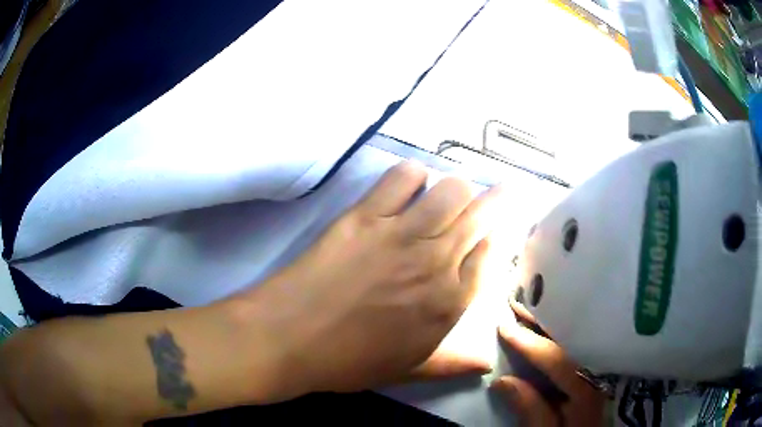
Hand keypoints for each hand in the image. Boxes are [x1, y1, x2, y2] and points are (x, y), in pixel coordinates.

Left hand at [245, 161, 504, 396]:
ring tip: (447, 194)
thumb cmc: (349, 361)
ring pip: (451, 189)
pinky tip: (408, 185)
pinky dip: (412, 175)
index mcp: (450, 303)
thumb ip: (453, 363)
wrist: (289, 339)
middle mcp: (436, 262)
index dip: (495, 236)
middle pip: (481, 214)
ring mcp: (401, 234)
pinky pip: (403, 177)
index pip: (491, 254)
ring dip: (456, 188)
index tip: (490, 231)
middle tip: (496, 192)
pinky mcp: (365, 216)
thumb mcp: (409, 369)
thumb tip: (487, 362)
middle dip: (496, 199)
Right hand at [492, 299, 605, 426]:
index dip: (530, 344)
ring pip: (580, 337)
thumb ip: (532, 411)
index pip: (558, 359)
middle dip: (546, 319)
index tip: (505, 327)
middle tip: (521, 299)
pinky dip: (566, 333)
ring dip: (556, 322)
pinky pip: (584, 344)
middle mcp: (601, 371)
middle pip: (574, 338)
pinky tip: (552, 326)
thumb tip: (502, 381)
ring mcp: (605, 367)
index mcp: (590, 389)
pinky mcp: (604, 369)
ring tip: (533, 305)